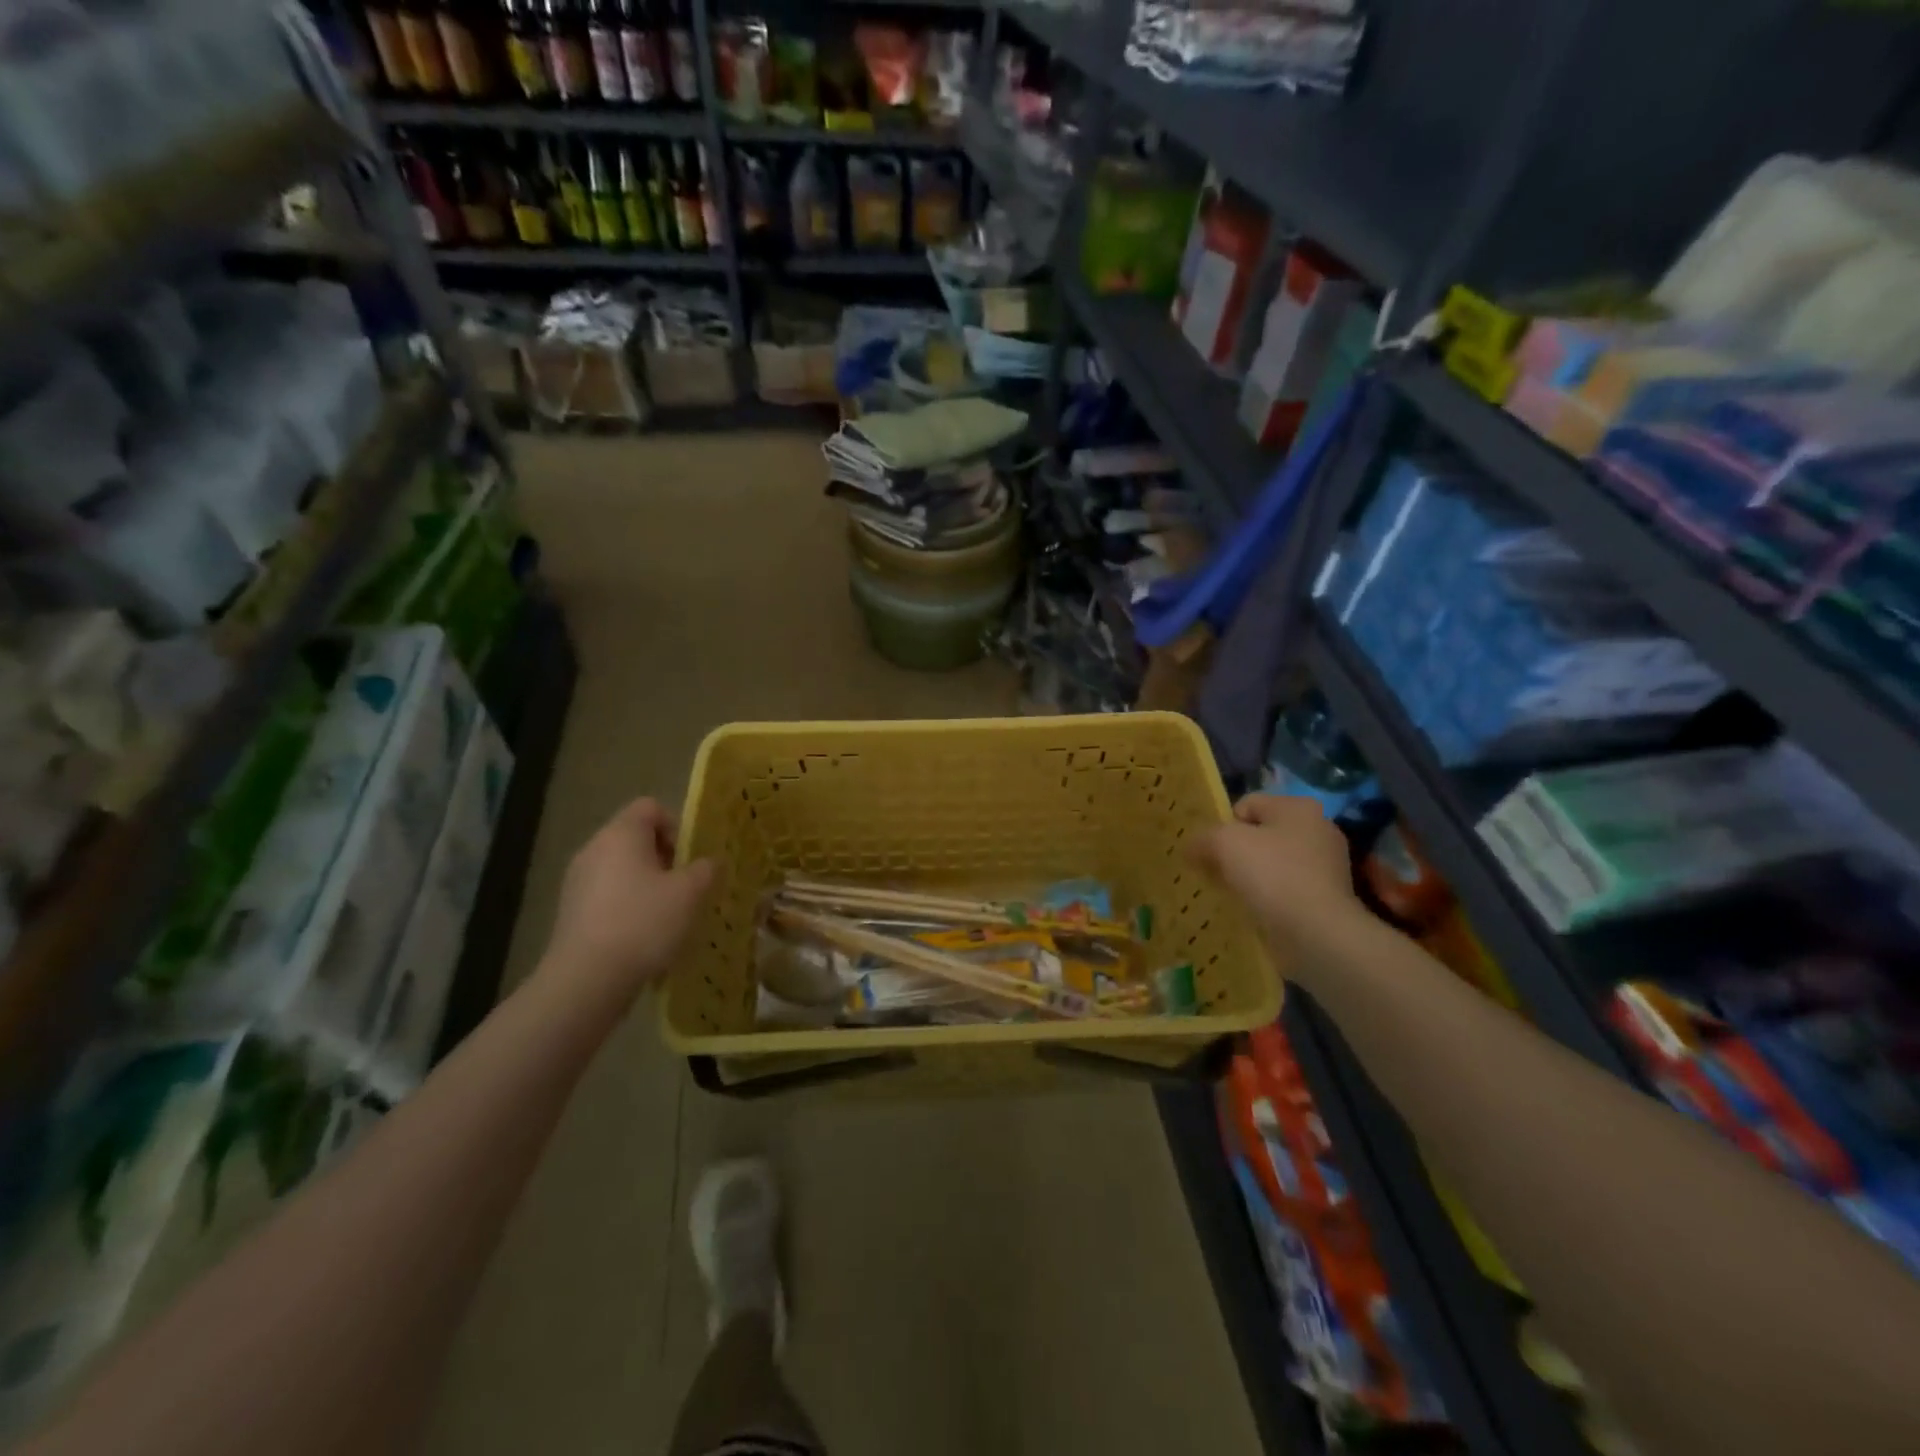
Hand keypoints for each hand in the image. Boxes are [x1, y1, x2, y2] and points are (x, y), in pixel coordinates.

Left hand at [540, 799, 716, 1012]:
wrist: (587, 979)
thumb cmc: (644, 922)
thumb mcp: (690, 893)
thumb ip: (706, 869)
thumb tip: (709, 862)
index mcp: (621, 833)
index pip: (650, 807)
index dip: (676, 826)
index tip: (689, 859)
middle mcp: (594, 848)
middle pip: (635, 838)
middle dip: (665, 859)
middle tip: (685, 888)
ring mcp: (577, 881)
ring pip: (622, 869)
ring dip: (648, 885)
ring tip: (667, 916)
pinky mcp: (570, 912)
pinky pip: (607, 896)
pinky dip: (628, 907)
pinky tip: (643, 937)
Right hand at [1190, 794, 1361, 942]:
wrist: (1316, 932)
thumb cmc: (1271, 874)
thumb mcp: (1224, 844)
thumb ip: (1203, 839)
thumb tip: (1191, 848)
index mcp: (1297, 807)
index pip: (1247, 805)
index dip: (1223, 826)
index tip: (1212, 852)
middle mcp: (1317, 829)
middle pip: (1260, 834)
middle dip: (1236, 852)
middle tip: (1217, 873)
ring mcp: (1326, 865)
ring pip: (1272, 863)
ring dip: (1250, 876)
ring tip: (1233, 894)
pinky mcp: (1327, 897)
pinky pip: (1285, 889)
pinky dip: (1268, 897)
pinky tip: (1254, 910)